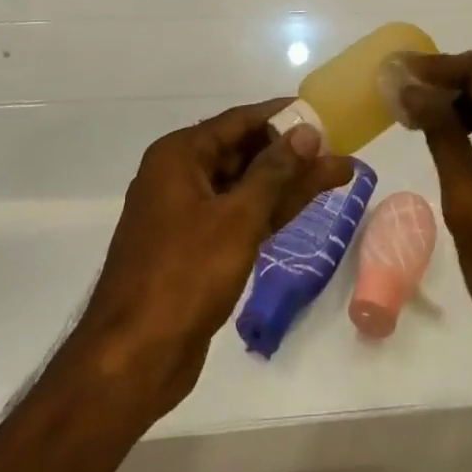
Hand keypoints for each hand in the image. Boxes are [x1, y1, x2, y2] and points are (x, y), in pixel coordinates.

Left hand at [70, 101, 352, 418]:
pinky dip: (271, 209)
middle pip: (243, 151)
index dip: (281, 116)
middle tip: (337, 148)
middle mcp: (179, 175)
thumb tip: (307, 133)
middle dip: (290, 151)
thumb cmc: (184, 276)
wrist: (133, 358)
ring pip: (245, 186)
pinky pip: (238, 214)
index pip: (238, 121)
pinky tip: (306, 202)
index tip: (321, 113)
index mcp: (179, 156)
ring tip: (338, 172)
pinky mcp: (195, 248)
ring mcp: (186, 213)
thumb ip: (275, 172)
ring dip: (288, 181)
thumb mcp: (237, 219)